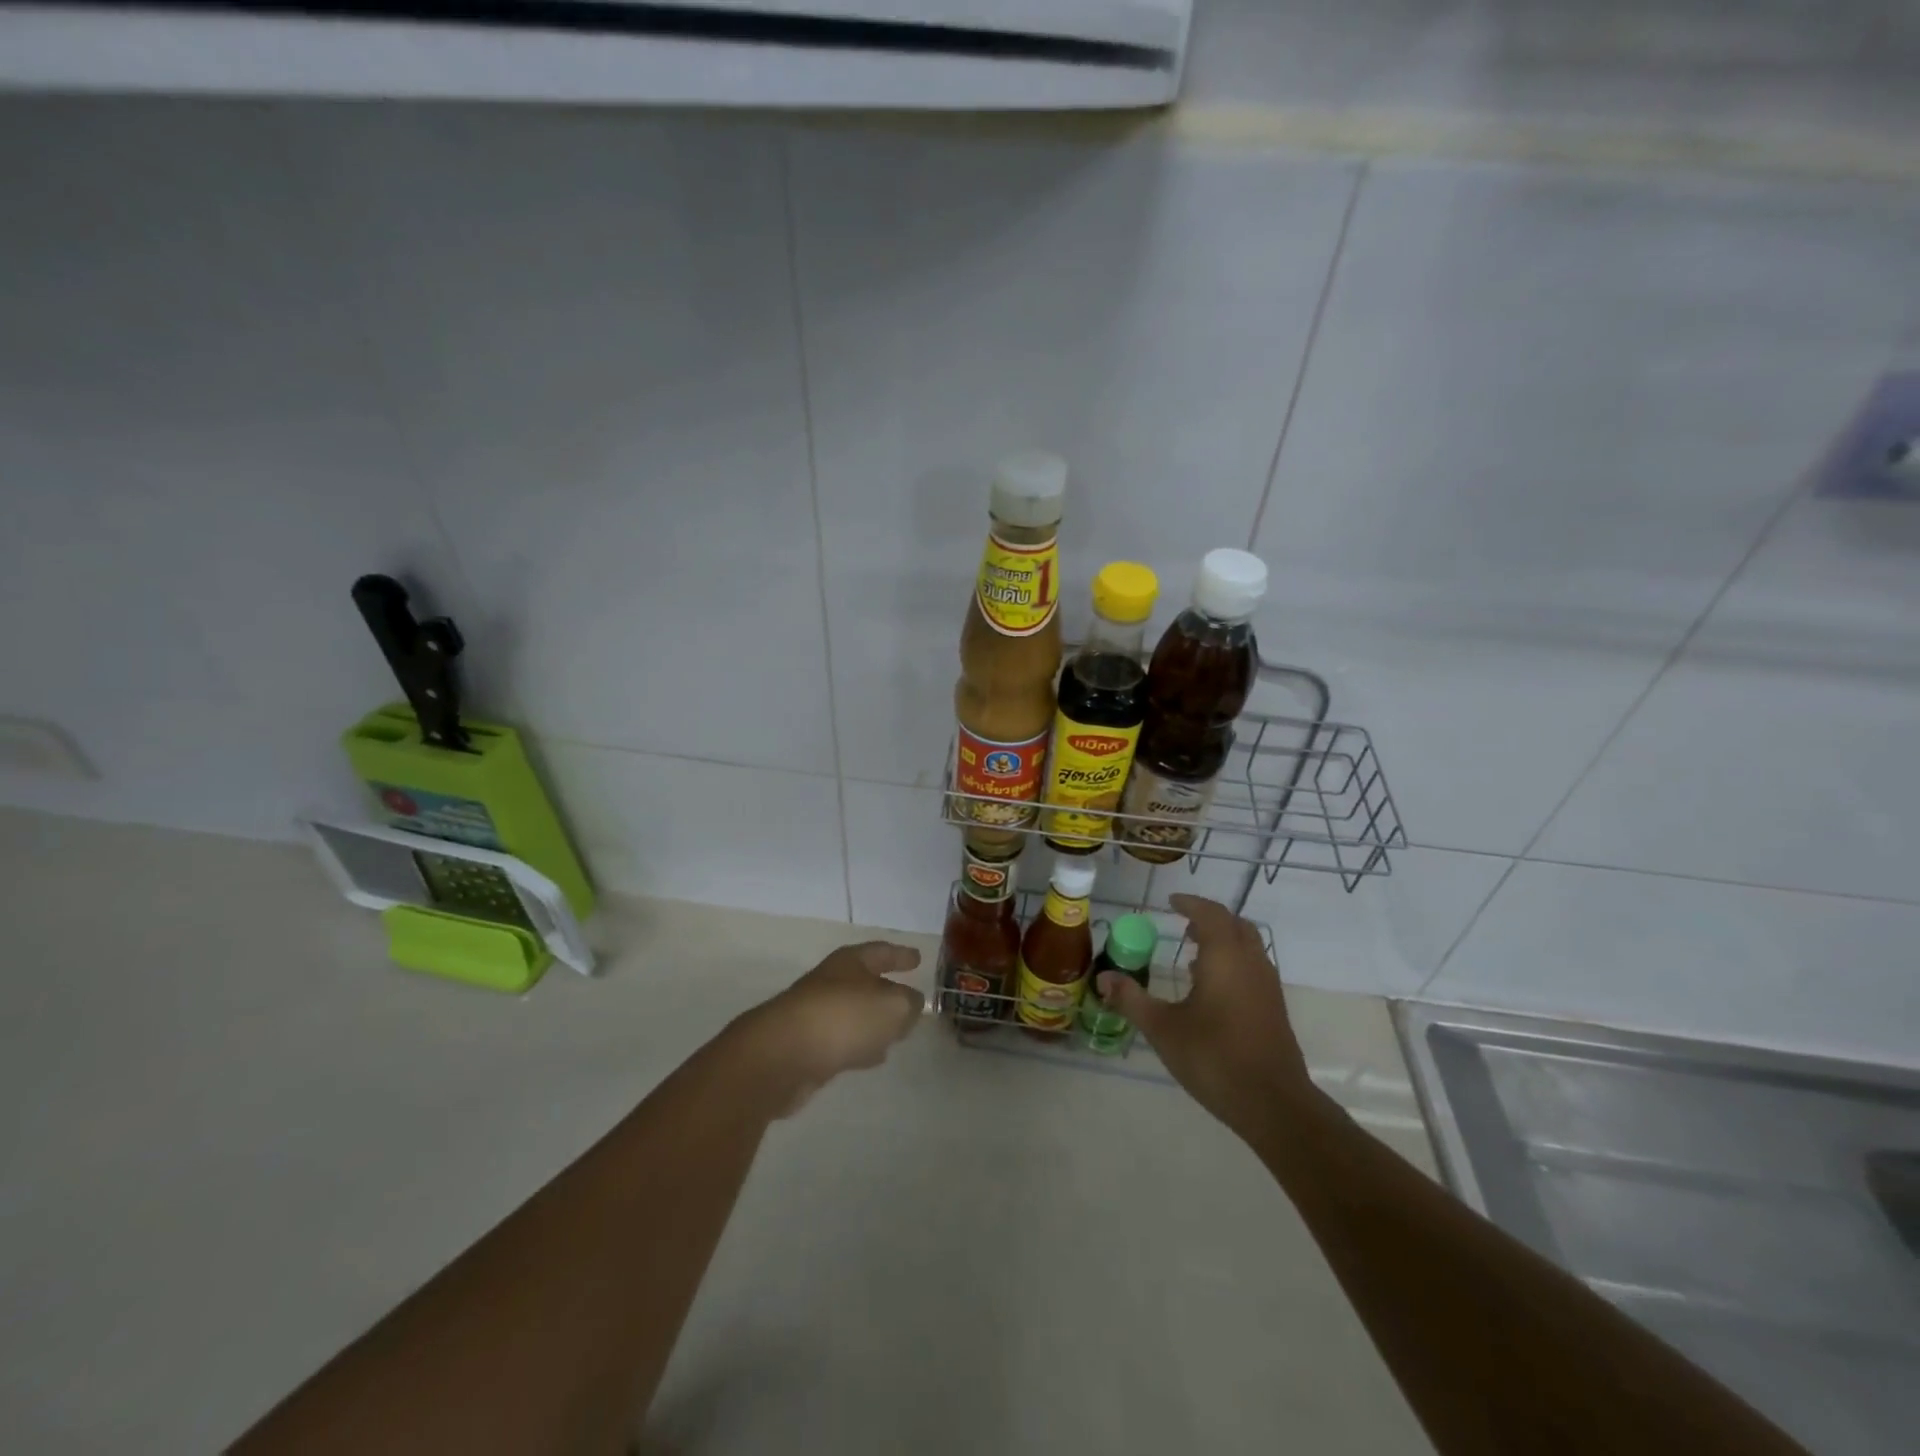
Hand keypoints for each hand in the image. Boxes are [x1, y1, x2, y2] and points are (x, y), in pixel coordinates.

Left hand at [730, 941, 924, 1112]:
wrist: (781, 1056)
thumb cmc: (843, 1018)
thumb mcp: (893, 1006)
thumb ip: (909, 1004)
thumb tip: (911, 1004)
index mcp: (850, 963)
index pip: (881, 952)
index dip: (900, 955)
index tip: (918, 958)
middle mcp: (831, 982)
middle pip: (864, 982)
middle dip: (886, 990)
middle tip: (909, 999)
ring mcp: (815, 1014)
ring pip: (853, 1014)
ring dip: (873, 1023)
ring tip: (896, 1035)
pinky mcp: (805, 1047)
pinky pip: (841, 1041)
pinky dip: (858, 1045)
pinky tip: (870, 1058)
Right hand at [1095, 894, 1314, 1140]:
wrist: (1274, 1105)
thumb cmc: (1214, 1057)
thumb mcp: (1163, 1028)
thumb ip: (1132, 999)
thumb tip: (1103, 977)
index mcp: (1225, 957)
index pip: (1210, 914)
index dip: (1191, 904)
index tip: (1172, 902)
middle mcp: (1251, 962)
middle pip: (1234, 924)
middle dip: (1209, 919)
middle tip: (1183, 924)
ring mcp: (1267, 986)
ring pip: (1248, 946)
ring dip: (1223, 940)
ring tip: (1195, 952)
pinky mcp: (1274, 1008)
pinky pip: (1253, 967)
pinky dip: (1233, 961)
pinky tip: (1212, 988)